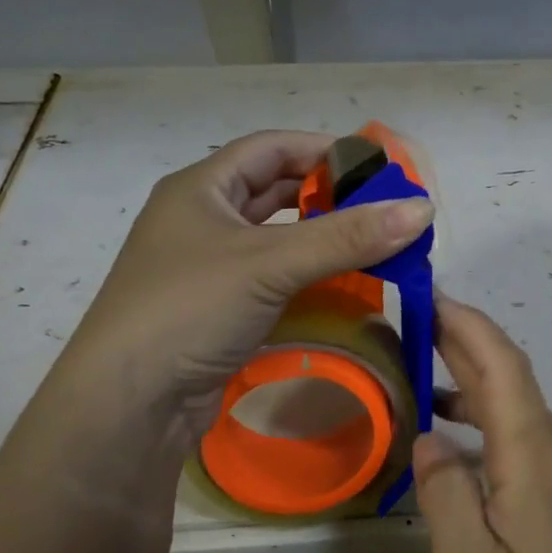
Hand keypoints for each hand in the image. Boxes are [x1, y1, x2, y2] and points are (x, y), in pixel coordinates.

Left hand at [35, 130, 433, 456]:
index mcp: (200, 188)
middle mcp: (201, 219)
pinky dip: (306, 274)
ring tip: (370, 242)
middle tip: (382, 207)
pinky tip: (340, 283)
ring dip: (319, 236)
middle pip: (273, 190)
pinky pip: (272, 276)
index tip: (378, 167)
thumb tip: (423, 210)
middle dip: (327, 194)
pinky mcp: (218, 308)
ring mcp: (207, 266)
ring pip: (275, 237)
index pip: (272, 148)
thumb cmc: (190, 309)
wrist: (128, 404)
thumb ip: (347, 237)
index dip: (325, 150)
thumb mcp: (270, 263)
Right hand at [414, 294, 551, 552]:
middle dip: (469, 354)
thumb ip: (444, 492)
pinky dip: (517, 439)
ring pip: (537, 419)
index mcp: (540, 460)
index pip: (505, 366)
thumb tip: (432, 440)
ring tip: (438, 409)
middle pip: (520, 385)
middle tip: (420, 338)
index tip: (433, 300)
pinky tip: (489, 466)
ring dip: (489, 405)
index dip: (469, 325)